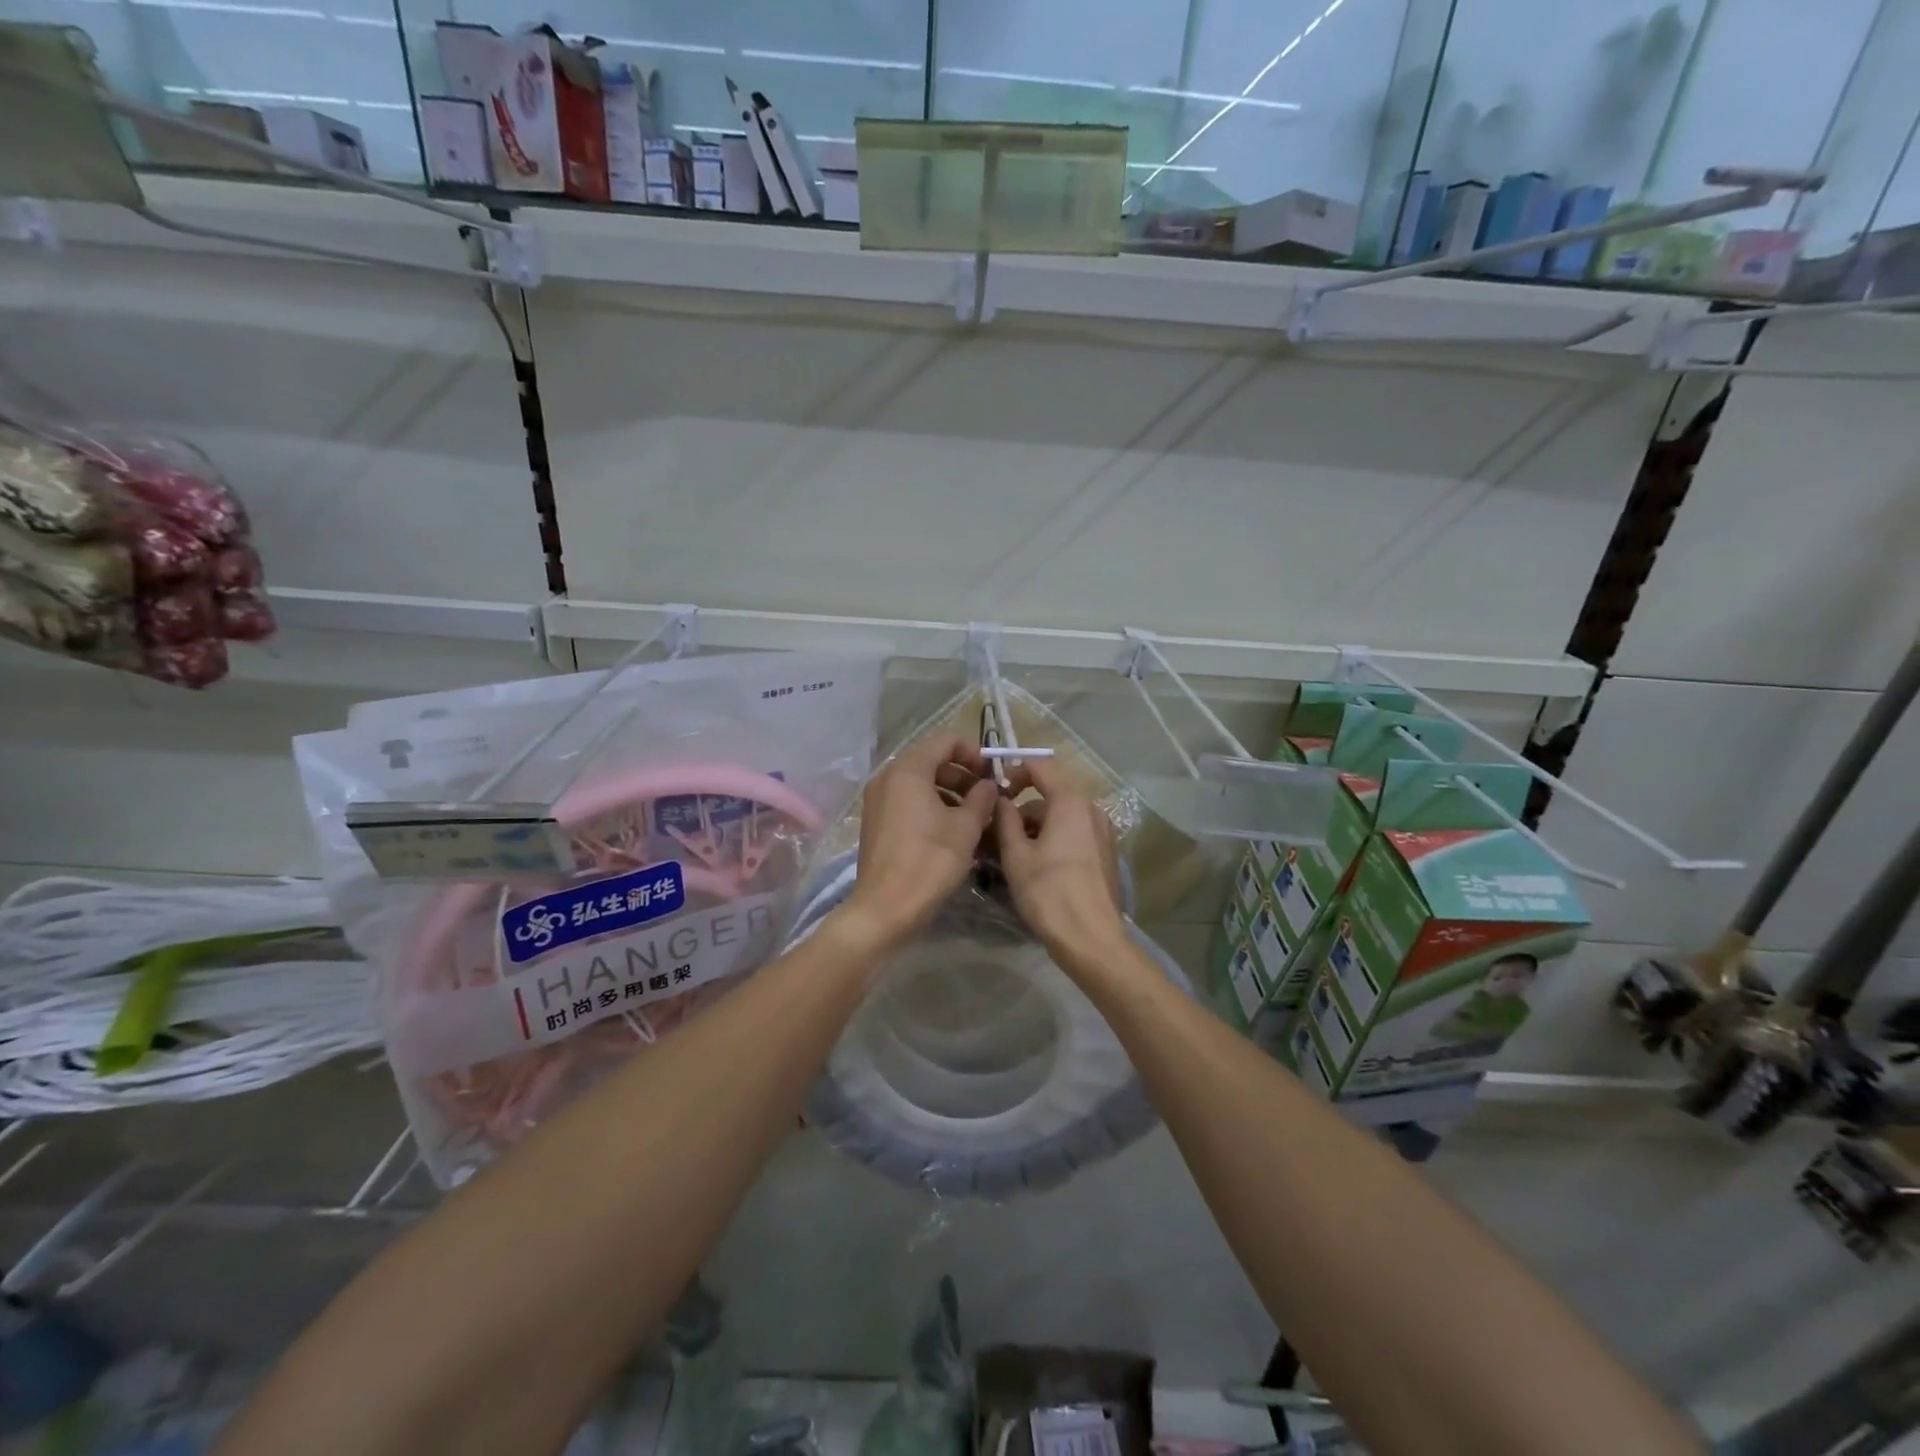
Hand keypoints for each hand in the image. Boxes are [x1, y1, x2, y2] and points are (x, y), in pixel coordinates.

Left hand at [843, 733, 998, 949]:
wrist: (886, 908)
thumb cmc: (930, 861)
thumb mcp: (966, 827)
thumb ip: (981, 798)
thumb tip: (987, 785)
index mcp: (908, 769)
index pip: (945, 740)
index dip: (974, 753)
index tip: (992, 775)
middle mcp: (888, 777)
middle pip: (931, 760)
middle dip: (962, 774)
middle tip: (986, 797)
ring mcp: (877, 800)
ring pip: (919, 783)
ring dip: (948, 792)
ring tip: (973, 817)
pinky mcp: (875, 822)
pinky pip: (907, 801)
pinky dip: (930, 806)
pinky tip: (950, 831)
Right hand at [993, 757, 1126, 964]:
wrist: (1091, 939)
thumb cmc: (1048, 893)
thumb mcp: (1016, 855)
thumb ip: (1006, 819)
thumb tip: (1002, 800)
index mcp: (1071, 802)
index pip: (1042, 765)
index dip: (1015, 770)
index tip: (995, 789)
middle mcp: (1092, 809)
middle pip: (1052, 792)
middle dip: (1022, 806)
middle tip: (996, 828)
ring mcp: (1103, 832)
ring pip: (1062, 815)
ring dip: (1036, 825)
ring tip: (1010, 851)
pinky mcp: (1106, 853)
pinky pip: (1074, 833)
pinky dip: (1053, 838)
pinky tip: (1035, 864)